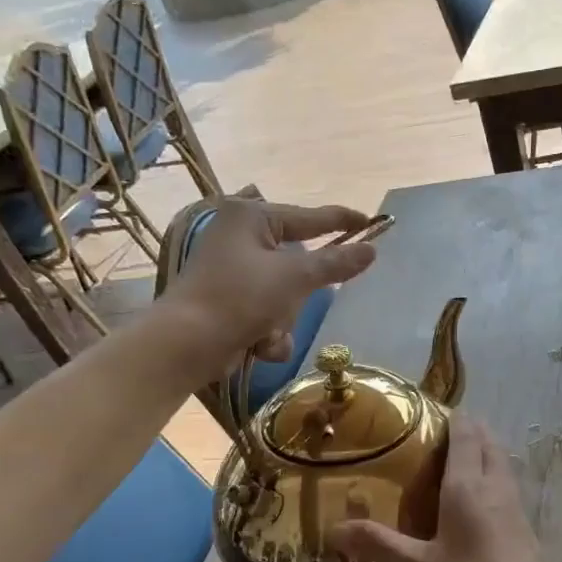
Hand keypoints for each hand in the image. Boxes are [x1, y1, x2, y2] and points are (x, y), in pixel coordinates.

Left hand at [166, 197, 375, 367]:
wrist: (187, 345)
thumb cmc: (239, 298)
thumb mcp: (294, 277)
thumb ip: (336, 262)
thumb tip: (371, 250)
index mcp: (251, 217)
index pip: (310, 217)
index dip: (344, 221)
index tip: (374, 223)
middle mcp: (241, 238)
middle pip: (299, 263)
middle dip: (299, 294)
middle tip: (296, 299)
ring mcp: (236, 273)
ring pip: (288, 295)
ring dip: (284, 320)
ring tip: (266, 330)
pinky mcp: (232, 304)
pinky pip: (271, 315)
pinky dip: (270, 334)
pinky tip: (257, 345)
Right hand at [333, 416, 561, 561]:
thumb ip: (379, 544)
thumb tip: (335, 529)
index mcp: (468, 485)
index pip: (464, 432)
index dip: (449, 416)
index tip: (423, 413)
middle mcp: (494, 484)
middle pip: (485, 440)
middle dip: (464, 429)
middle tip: (428, 437)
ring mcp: (512, 502)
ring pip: (498, 460)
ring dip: (478, 450)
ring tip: (445, 462)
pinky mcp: (521, 522)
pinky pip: (503, 482)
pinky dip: (487, 474)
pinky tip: (467, 500)